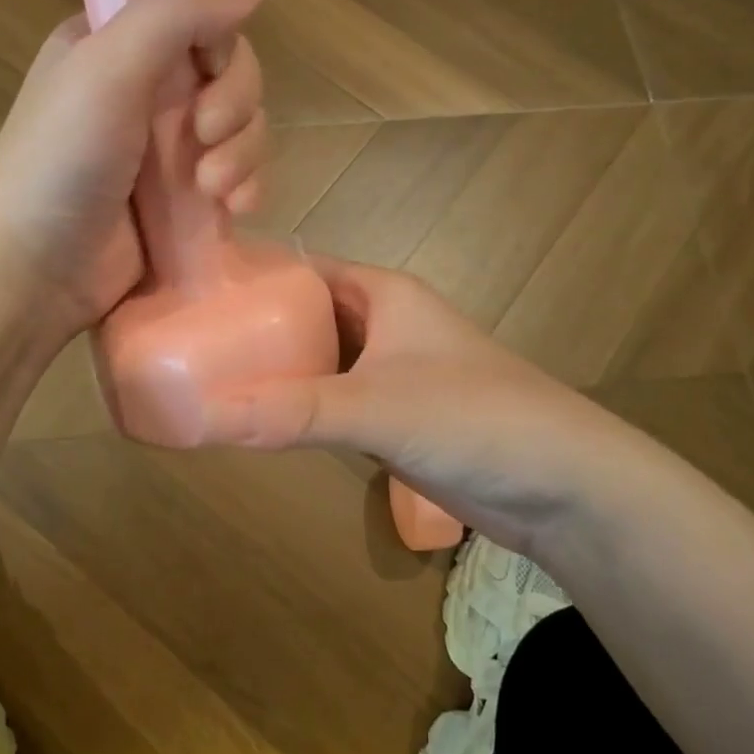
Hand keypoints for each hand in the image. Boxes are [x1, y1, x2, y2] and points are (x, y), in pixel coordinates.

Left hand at [0, 0, 269, 341]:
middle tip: (206, 136)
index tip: (207, 72)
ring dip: (243, 153)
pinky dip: (246, 186)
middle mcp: (144, 88)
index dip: (219, 40)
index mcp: (116, 42)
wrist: (33, 270)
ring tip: (213, 189)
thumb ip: (176, 12)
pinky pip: (239, 175)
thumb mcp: (109, 68)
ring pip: (242, 126)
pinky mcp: (184, 198)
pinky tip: (235, 210)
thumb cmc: (60, 160)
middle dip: (235, 105)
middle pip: (229, 71)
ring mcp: (166, 147)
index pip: (197, 15)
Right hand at [199, 258, 669, 552]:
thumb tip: (201, 416)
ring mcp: (392, 371)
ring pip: (318, 360)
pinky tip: (260, 421)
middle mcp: (384, 322)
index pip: (301, 267)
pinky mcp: (397, 416)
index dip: (250, 274)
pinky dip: (299, 407)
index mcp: (382, 292)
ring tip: (208, 380)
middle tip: (187, 341)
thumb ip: (289, 412)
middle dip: (253, 326)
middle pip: (304, 314)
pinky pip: (333, 400)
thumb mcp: (374, 407)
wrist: (566, 486)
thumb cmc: (473, 418)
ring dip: (275, 371)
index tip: (191, 290)